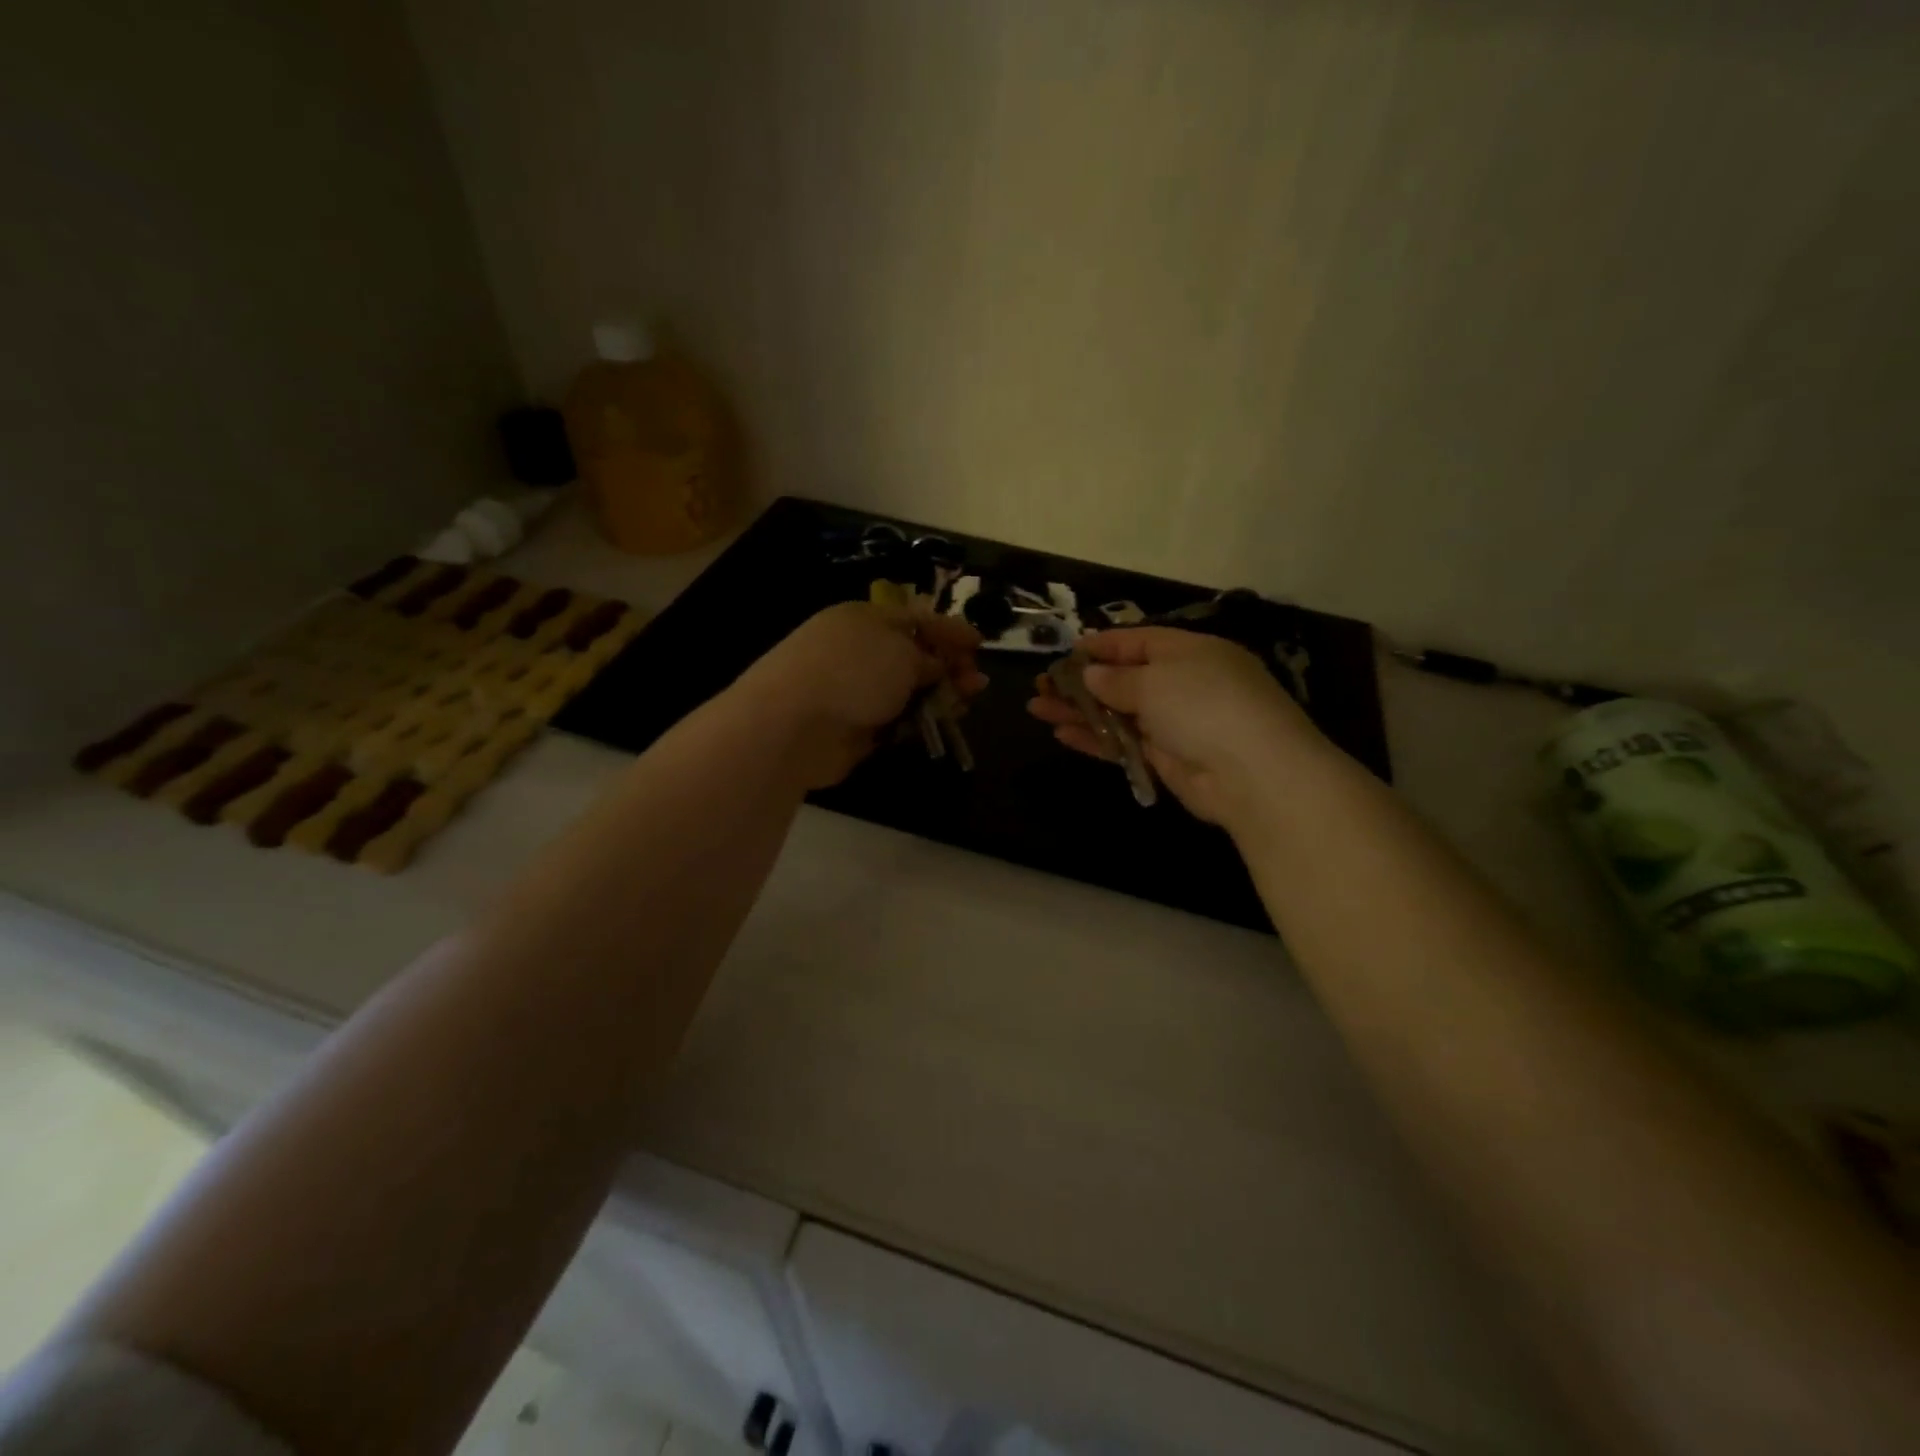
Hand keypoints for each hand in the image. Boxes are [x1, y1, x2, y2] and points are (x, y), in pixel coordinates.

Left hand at [737, 601, 986, 788]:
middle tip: (976, 682)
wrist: (793, 725)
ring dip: (939, 696)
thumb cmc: (852, 672)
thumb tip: (934, 667)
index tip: (980, 644)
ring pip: (908, 691)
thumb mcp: (901, 652)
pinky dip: (918, 721)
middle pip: (915, 655)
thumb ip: (928, 657)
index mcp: (866, 619)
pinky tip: (938, 725)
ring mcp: (856, 690)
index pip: (917, 617)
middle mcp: (860, 651)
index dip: (950, 629)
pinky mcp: (855, 726)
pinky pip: (896, 720)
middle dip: (949, 666)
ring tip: (964, 704)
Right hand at [1027, 628, 1326, 827]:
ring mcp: (1174, 724)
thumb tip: (1091, 674)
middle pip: (1123, 679)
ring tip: (1037, 708)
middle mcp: (1182, 684)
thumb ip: (1118, 678)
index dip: (1101, 645)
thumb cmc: (1204, 705)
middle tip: (1041, 685)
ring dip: (1078, 710)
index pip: (1138, 641)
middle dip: (1080, 682)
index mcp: (1189, 652)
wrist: (1253, 774)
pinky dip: (1094, 738)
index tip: (1066, 651)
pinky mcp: (1167, 759)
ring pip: (1118, 713)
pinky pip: (1123, 743)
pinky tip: (1062, 734)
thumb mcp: (1156, 680)